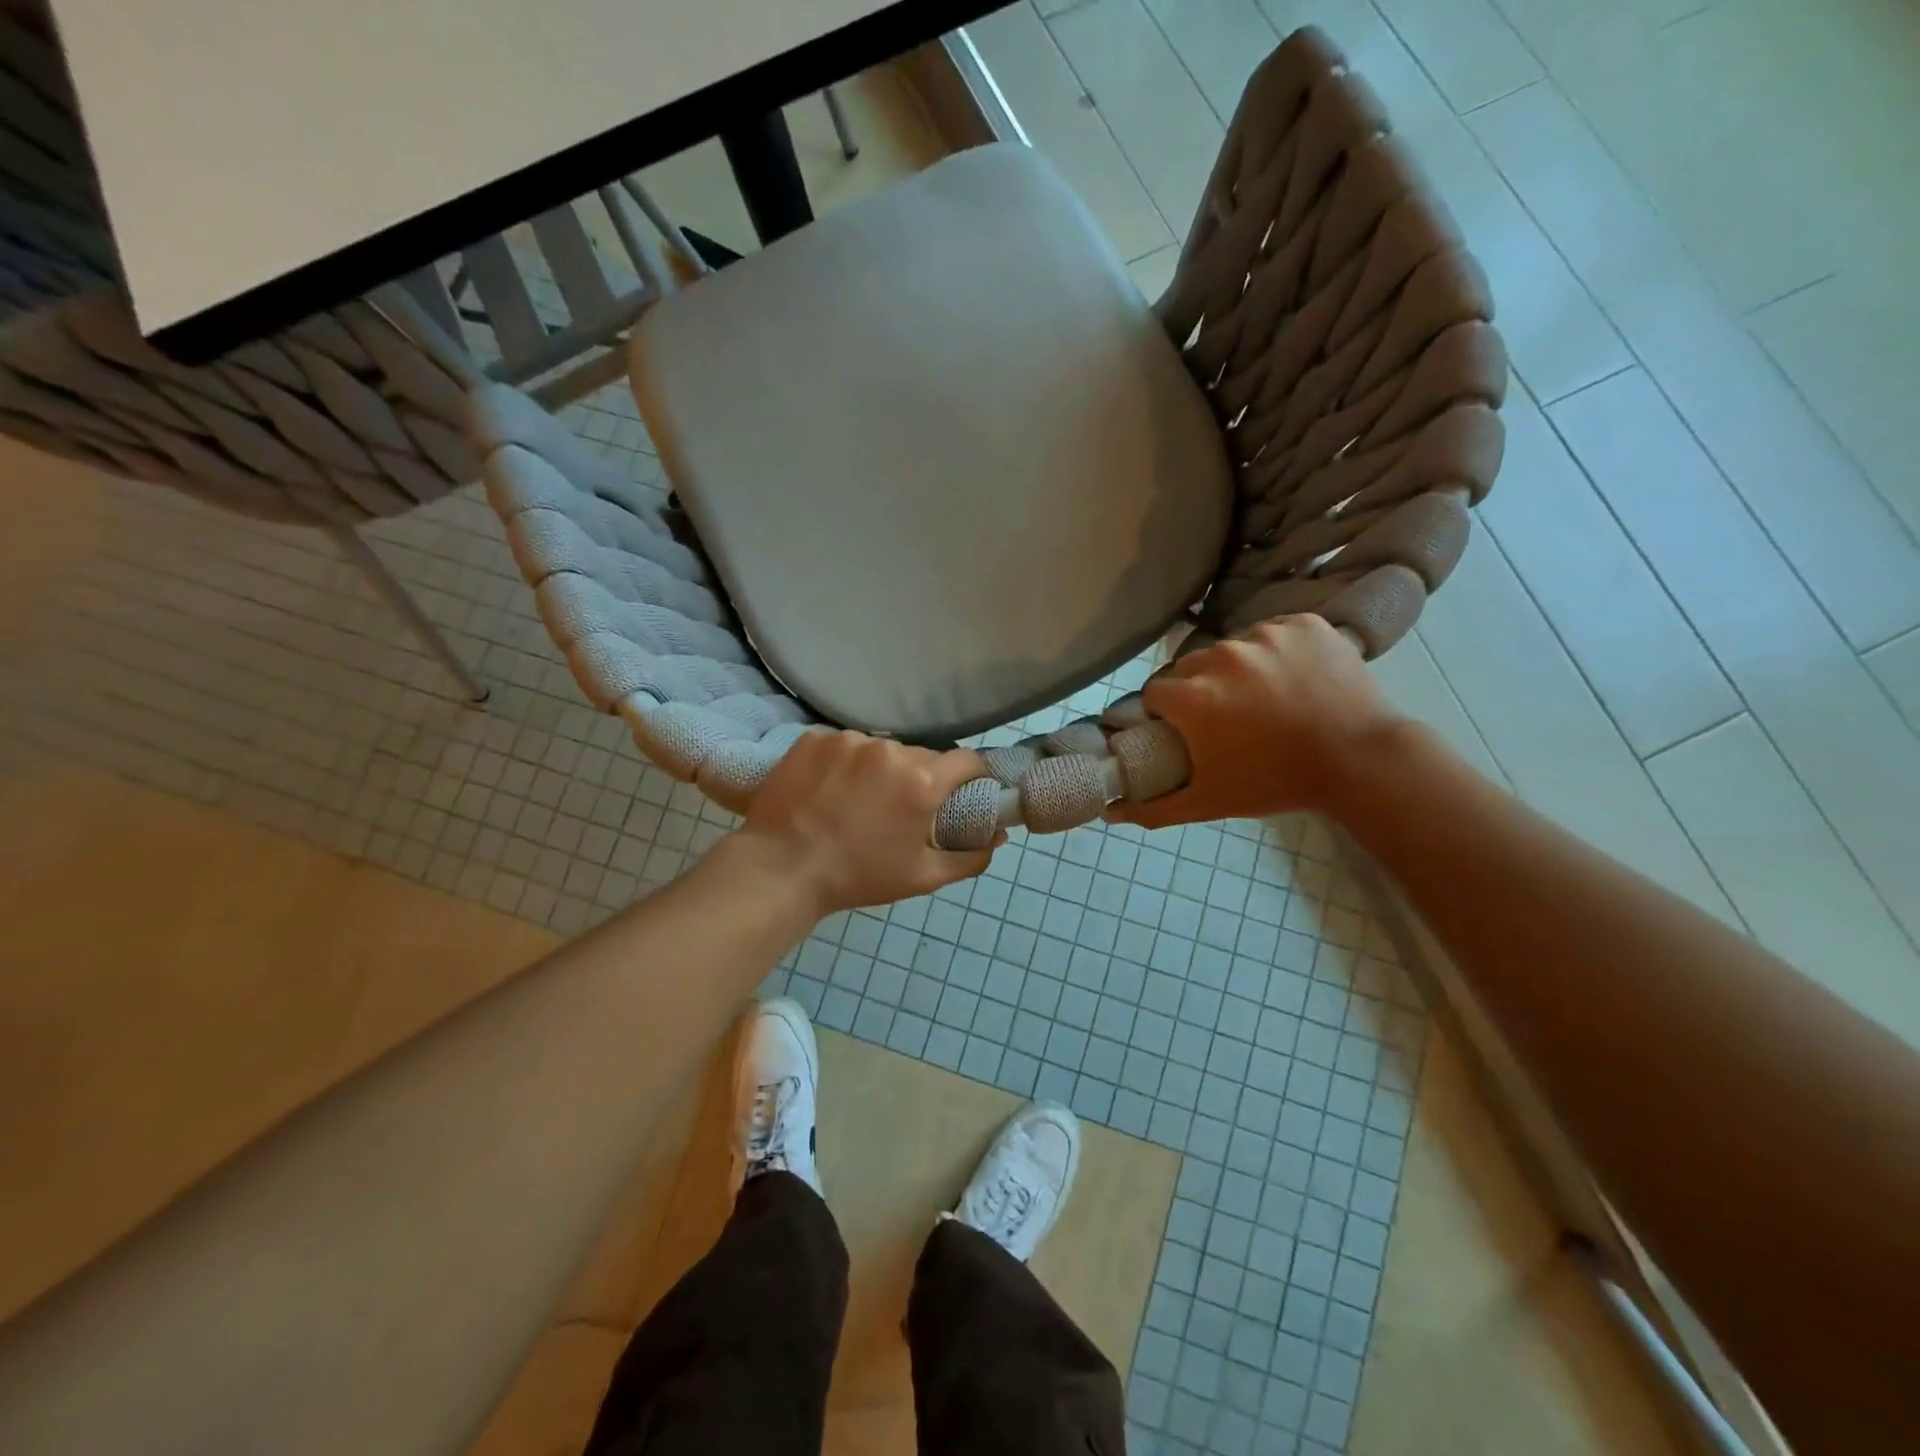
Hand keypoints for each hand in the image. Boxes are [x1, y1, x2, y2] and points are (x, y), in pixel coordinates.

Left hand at [738, 730, 999, 915]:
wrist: (781, 868)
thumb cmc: (858, 876)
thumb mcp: (922, 878)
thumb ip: (969, 857)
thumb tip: (997, 837)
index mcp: (921, 781)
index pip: (967, 760)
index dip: (972, 775)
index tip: (964, 790)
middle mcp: (890, 750)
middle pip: (922, 755)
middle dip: (921, 777)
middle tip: (903, 807)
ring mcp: (848, 740)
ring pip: (881, 750)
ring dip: (880, 769)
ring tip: (858, 800)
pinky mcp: (814, 738)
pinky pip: (843, 746)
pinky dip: (844, 763)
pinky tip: (829, 789)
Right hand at [1108, 616, 1407, 829]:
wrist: (1361, 761)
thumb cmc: (1275, 783)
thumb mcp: (1209, 801)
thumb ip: (1153, 807)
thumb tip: (1108, 812)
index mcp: (1192, 696)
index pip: (1157, 692)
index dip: (1168, 713)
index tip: (1188, 731)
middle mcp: (1221, 656)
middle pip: (1191, 667)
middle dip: (1200, 689)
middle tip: (1229, 719)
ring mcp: (1265, 634)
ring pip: (1233, 647)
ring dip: (1238, 669)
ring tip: (1267, 699)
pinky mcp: (1304, 623)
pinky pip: (1275, 632)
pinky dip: (1278, 651)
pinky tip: (1295, 677)